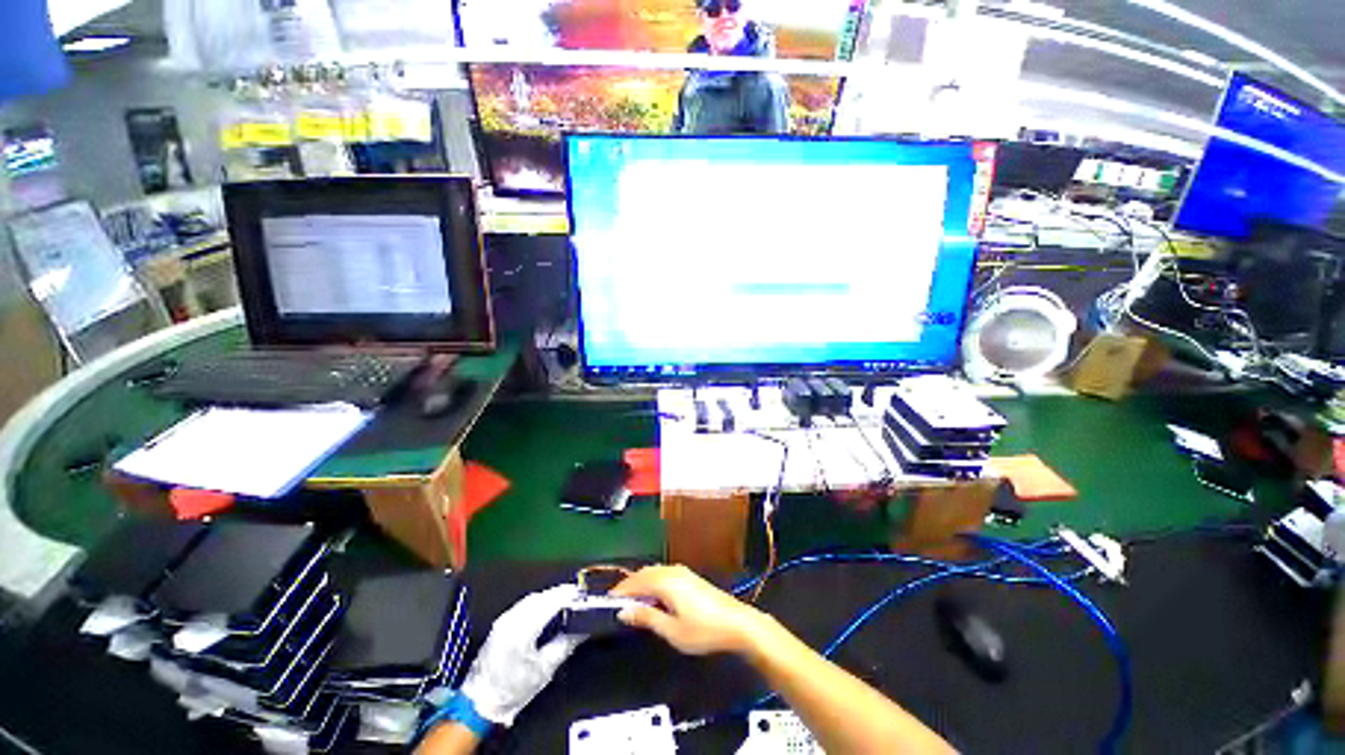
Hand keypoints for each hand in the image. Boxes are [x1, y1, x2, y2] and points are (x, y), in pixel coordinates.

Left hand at [459, 584, 585, 726]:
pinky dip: (538, 602)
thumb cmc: (513, 690)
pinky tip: (546, 607)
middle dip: (559, 593)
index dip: (567, 595)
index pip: (550, 602)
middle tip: (577, 595)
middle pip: (540, 597)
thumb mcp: (545, 670)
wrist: (480, 704)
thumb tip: (582, 629)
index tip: (582, 594)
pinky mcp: (500, 624)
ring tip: (565, 599)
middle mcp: (511, 620)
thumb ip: (565, 644)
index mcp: (522, 630)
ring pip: (531, 599)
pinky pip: (523, 605)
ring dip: (548, 596)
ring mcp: (503, 620)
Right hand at [611, 565, 770, 656]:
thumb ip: (647, 617)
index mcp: (666, 581)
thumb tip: (624, 611)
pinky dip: (653, 582)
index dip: (620, 591)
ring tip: (633, 602)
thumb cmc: (703, 630)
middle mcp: (673, 571)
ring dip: (642, 583)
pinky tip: (654, 597)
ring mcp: (683, 572)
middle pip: (644, 573)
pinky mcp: (690, 577)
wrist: (737, 623)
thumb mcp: (671, 630)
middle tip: (618, 603)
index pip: (635, 581)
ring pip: (655, 572)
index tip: (607, 602)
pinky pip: (664, 574)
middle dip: (630, 586)